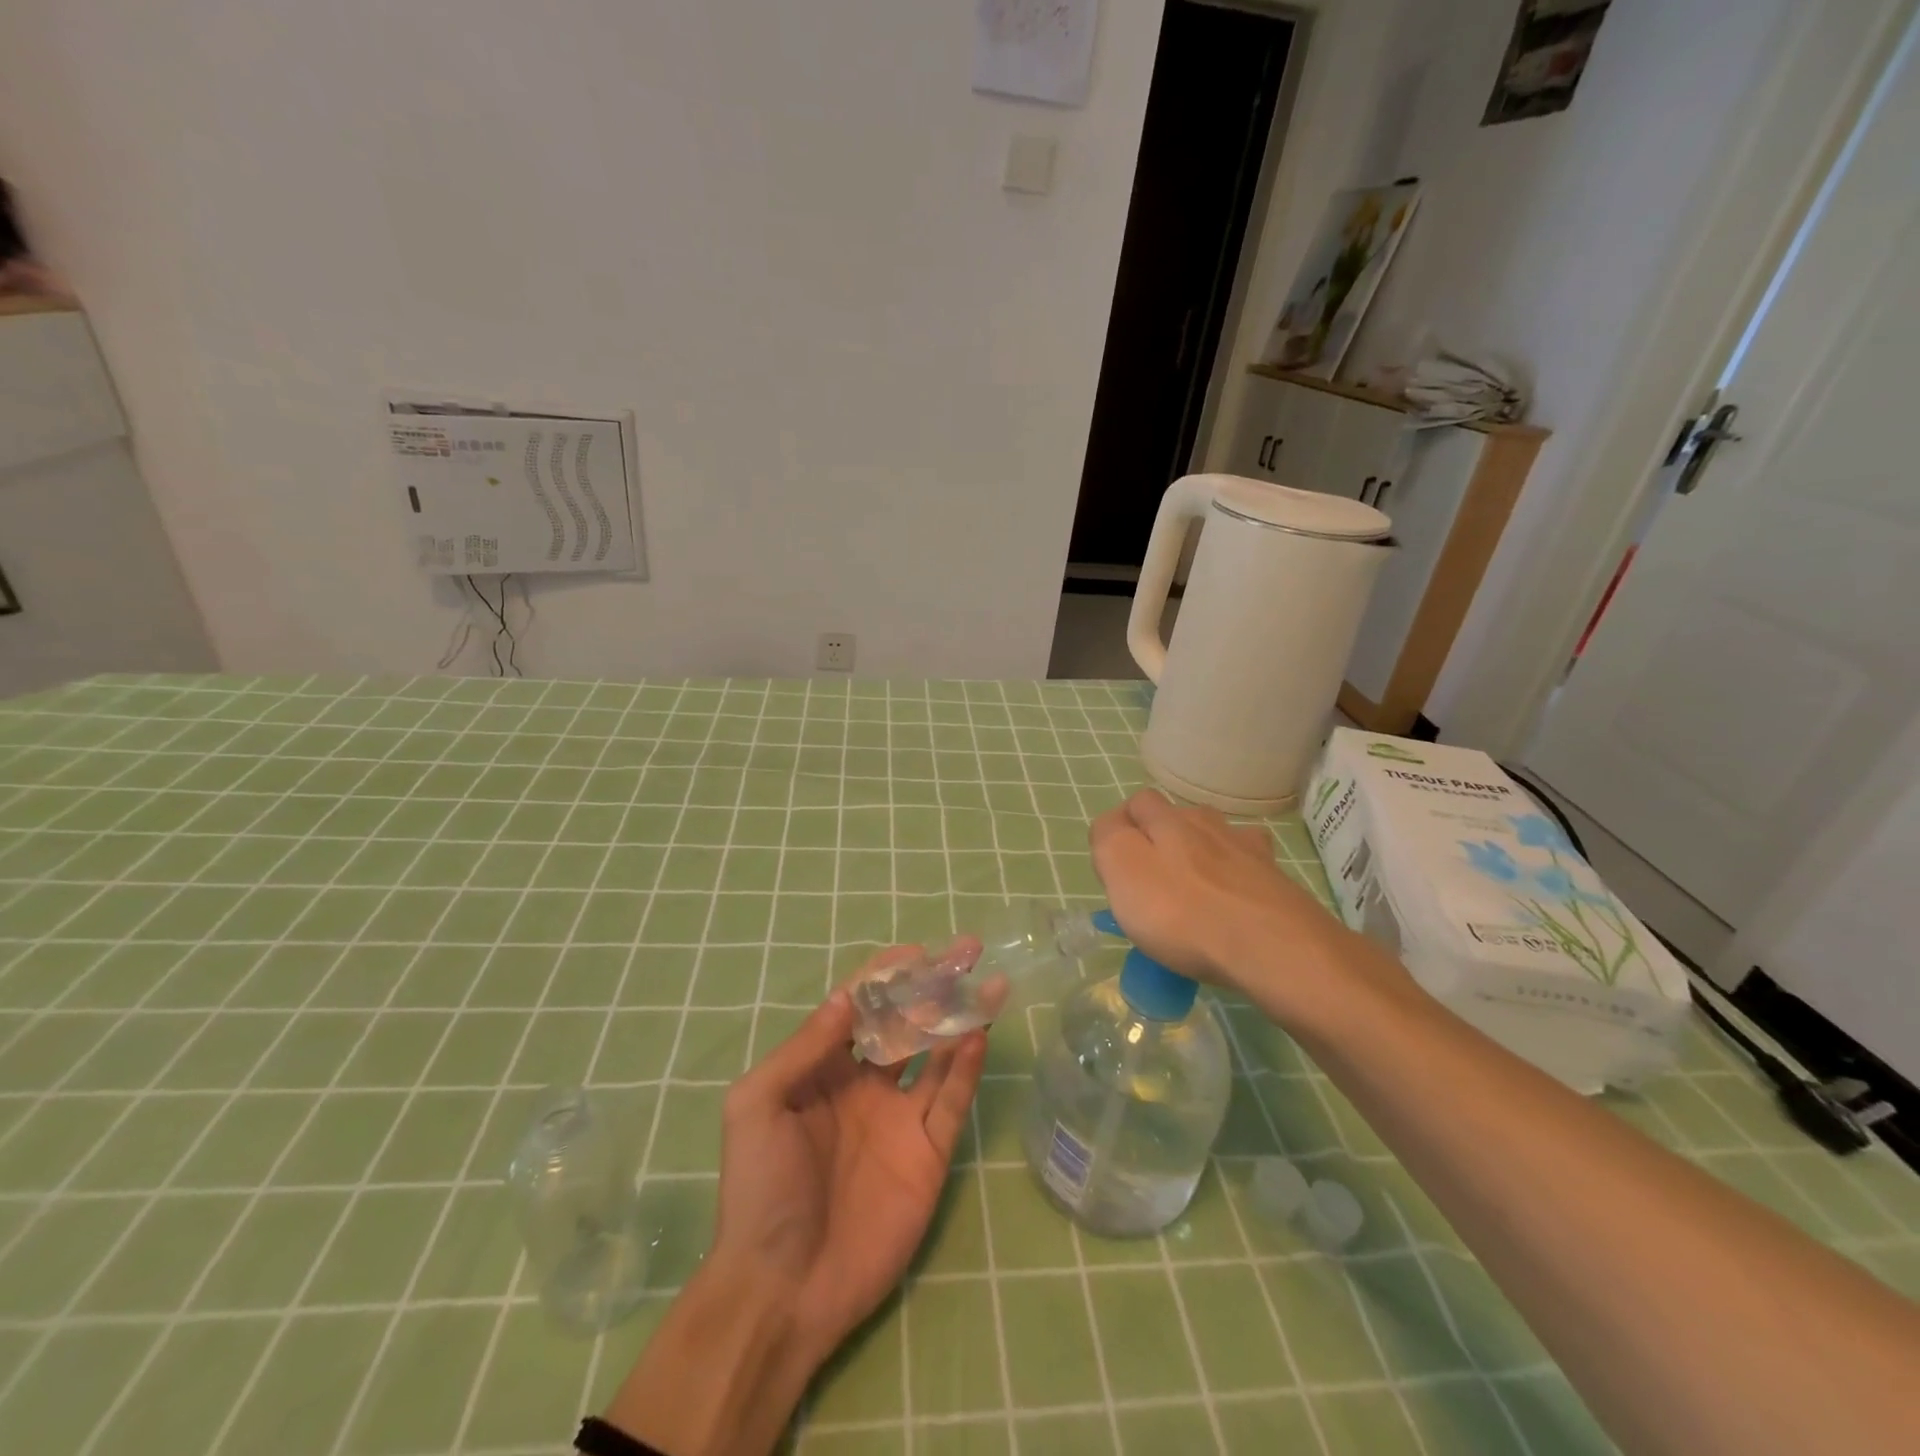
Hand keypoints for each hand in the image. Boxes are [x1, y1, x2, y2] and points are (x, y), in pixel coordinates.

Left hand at [605, 965, 986, 1455]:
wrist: (782, 1289)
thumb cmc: (761, 1189)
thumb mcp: (758, 1105)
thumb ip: (804, 1047)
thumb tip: (846, 995)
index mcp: (822, 1068)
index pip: (861, 1007)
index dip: (887, 976)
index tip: (917, 951)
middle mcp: (866, 1084)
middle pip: (906, 1022)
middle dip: (934, 986)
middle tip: (966, 952)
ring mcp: (900, 1118)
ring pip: (937, 1055)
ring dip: (960, 1019)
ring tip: (986, 984)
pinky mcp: (929, 1154)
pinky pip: (951, 1101)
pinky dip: (966, 1068)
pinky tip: (977, 1035)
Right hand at [1090, 789, 1365, 1015]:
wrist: (1272, 948)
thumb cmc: (1182, 912)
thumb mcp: (1123, 870)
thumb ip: (1109, 839)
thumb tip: (1113, 827)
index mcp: (1167, 820)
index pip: (1137, 804)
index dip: (1121, 829)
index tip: (1115, 869)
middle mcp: (1207, 823)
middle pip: (1177, 817)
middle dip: (1160, 839)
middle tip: (1151, 883)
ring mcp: (1246, 848)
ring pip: (1215, 837)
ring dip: (1200, 853)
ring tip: (1193, 889)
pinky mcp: (1275, 879)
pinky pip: (1249, 865)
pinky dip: (1237, 874)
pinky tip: (1234, 895)